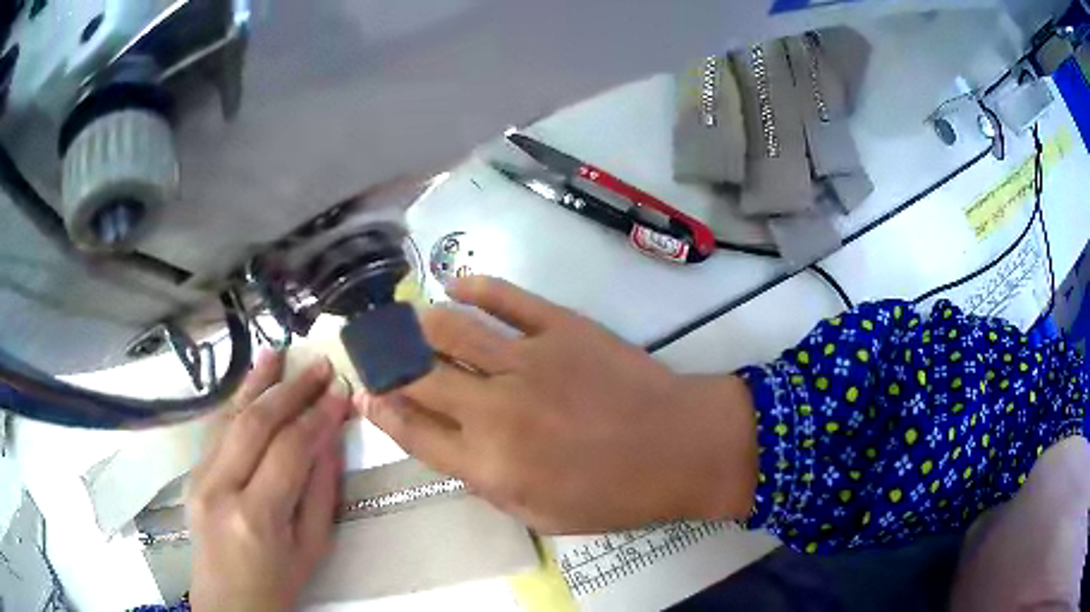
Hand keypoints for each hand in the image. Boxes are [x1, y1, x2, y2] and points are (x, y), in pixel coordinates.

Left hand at [188, 351, 350, 611]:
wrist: (228, 602)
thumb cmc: (277, 584)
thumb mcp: (312, 548)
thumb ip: (321, 492)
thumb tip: (329, 440)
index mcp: (256, 516)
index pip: (289, 450)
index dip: (317, 417)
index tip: (340, 392)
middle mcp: (220, 488)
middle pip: (255, 424)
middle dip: (290, 390)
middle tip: (318, 366)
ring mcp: (199, 477)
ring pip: (229, 418)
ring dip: (256, 383)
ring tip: (279, 354)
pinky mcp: (192, 473)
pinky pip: (217, 430)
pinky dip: (236, 401)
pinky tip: (250, 382)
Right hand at [358, 276, 757, 533]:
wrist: (680, 447)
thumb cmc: (614, 494)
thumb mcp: (540, 512)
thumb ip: (485, 481)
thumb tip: (448, 444)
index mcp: (490, 463)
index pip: (414, 431)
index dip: (382, 410)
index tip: (366, 393)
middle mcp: (496, 409)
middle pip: (420, 375)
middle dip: (388, 361)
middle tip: (377, 350)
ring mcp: (529, 361)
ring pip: (452, 328)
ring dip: (421, 322)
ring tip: (411, 319)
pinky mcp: (562, 327)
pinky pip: (507, 298)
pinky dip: (476, 285)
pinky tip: (458, 282)